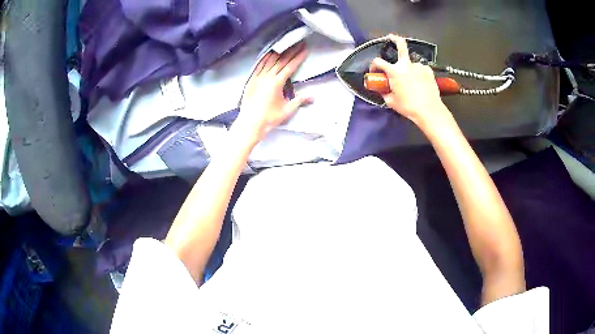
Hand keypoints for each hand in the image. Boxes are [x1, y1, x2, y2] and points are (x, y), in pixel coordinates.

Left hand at [232, 42, 312, 147]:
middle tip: (298, 44)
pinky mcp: (251, 80)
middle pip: (281, 61)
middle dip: (291, 52)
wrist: (251, 123)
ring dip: (279, 52)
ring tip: (285, 45)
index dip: (298, 57)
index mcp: (277, 83)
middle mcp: (267, 77)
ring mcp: (258, 77)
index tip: (304, 50)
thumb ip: (299, 101)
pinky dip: (265, 59)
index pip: (290, 66)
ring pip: (269, 61)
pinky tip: (269, 54)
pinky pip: (259, 66)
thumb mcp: (287, 110)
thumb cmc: (269, 118)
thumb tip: (312, 97)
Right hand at [369, 35, 450, 128]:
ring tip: (411, 80)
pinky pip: (420, 69)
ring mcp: (419, 66)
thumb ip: (384, 92)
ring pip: (411, 63)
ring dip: (409, 68)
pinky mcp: (428, 71)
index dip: (373, 66)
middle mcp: (406, 64)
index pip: (378, 62)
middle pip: (401, 44)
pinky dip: (418, 73)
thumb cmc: (408, 107)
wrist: (429, 111)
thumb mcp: (391, 101)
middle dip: (394, 39)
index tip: (374, 71)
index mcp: (394, 71)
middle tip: (391, 37)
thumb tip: (381, 89)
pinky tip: (420, 82)